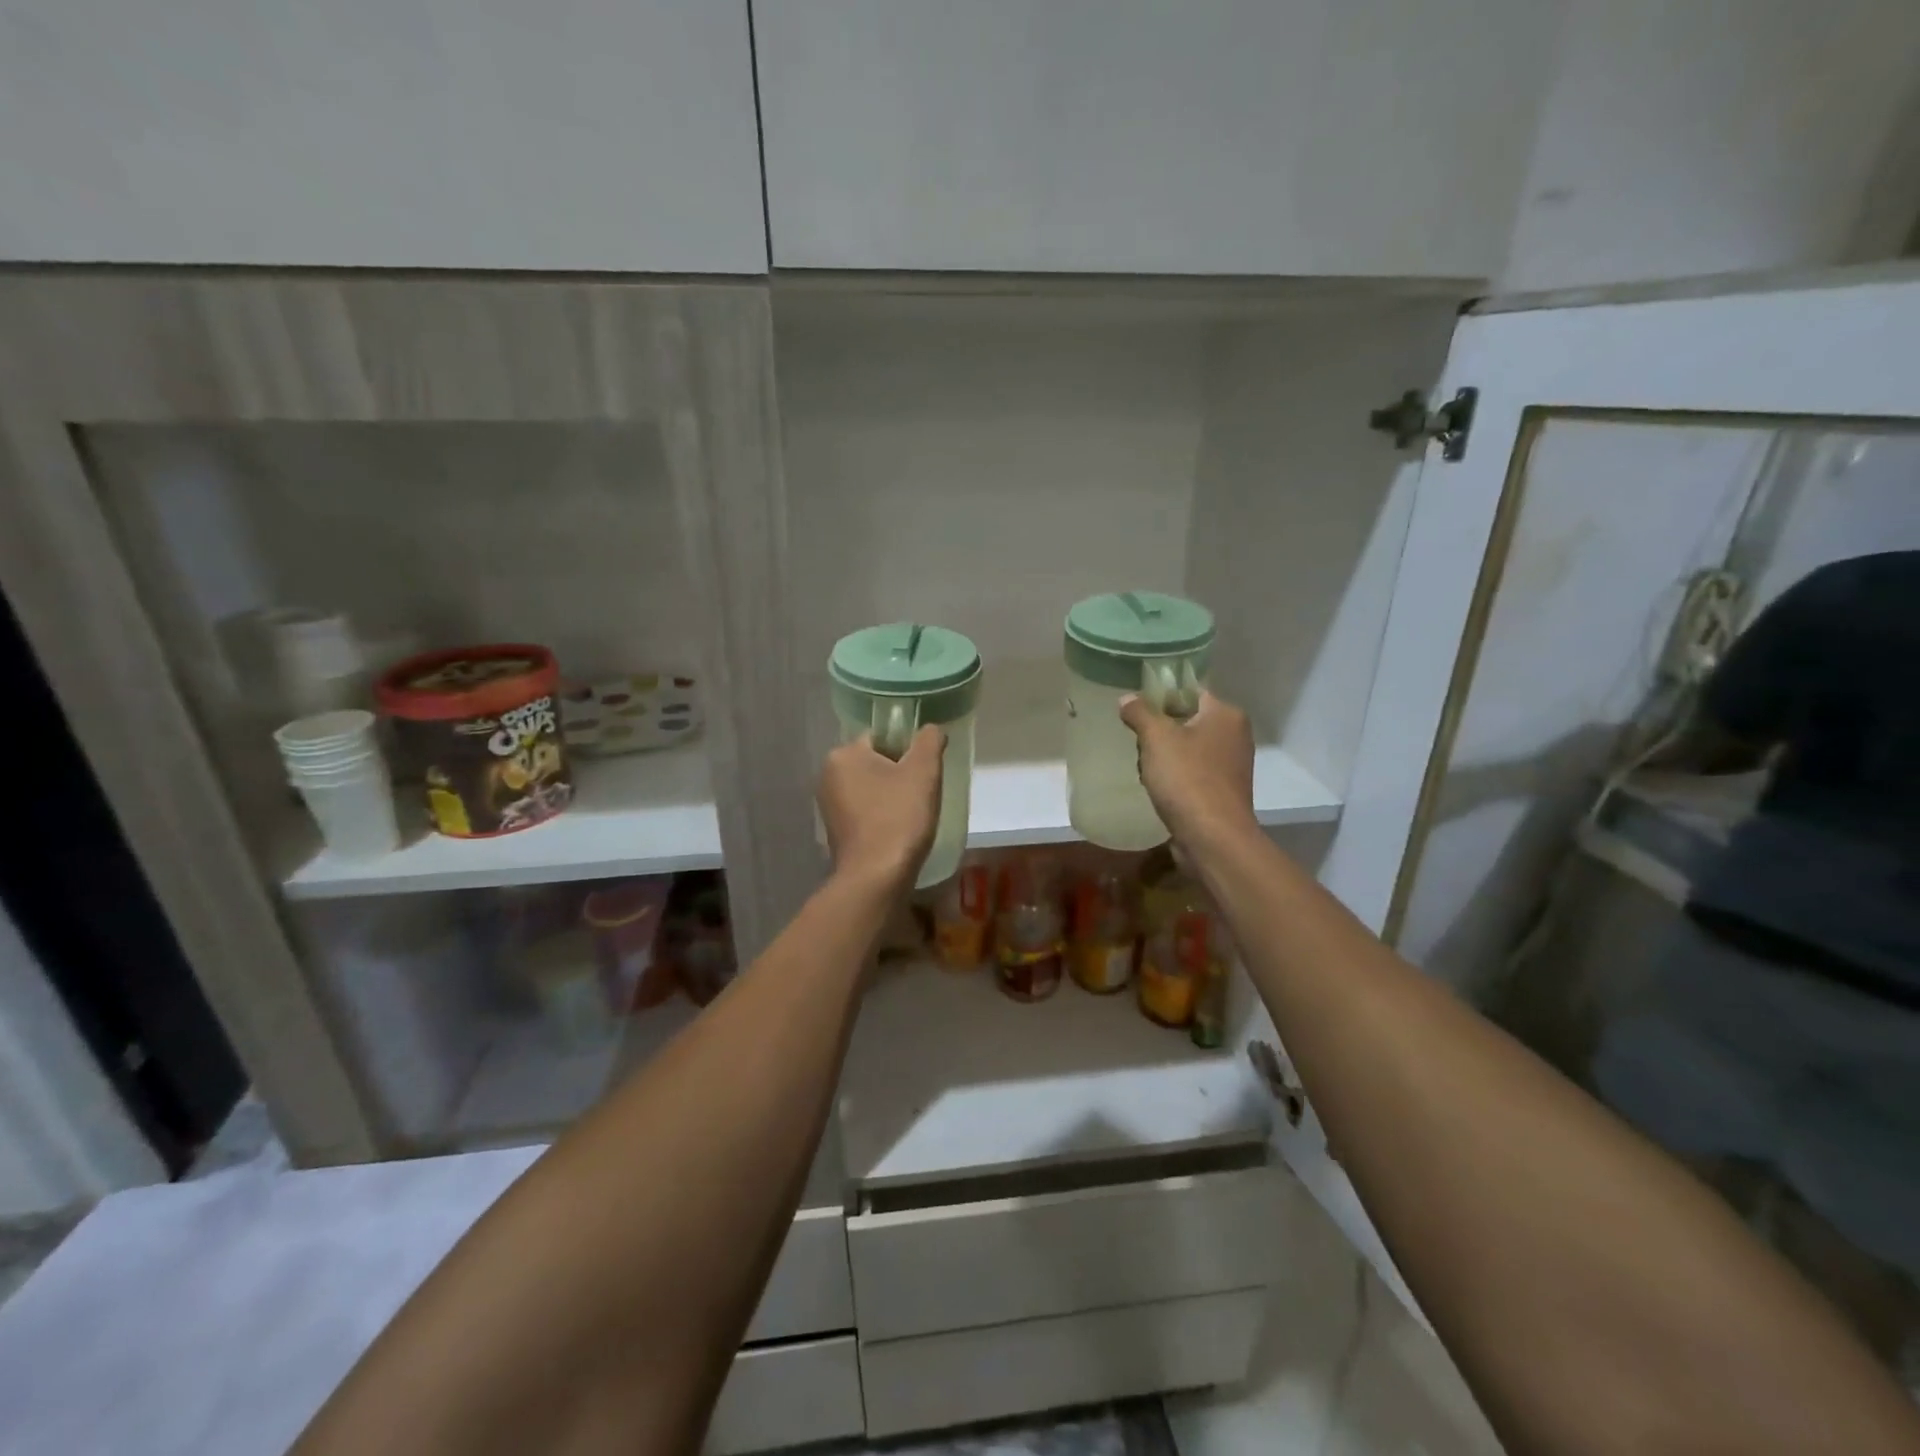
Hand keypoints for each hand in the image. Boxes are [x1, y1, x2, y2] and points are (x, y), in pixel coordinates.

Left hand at [818, 726, 944, 888]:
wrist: (876, 878)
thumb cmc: (899, 818)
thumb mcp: (924, 771)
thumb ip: (929, 741)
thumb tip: (932, 729)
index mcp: (843, 754)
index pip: (882, 737)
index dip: (908, 751)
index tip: (924, 772)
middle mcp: (828, 775)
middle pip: (876, 762)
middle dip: (900, 774)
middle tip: (923, 793)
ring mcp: (829, 806)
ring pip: (871, 788)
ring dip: (892, 796)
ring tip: (913, 815)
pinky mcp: (835, 831)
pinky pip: (865, 811)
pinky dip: (882, 815)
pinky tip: (899, 831)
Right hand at [1119, 690, 1256, 848]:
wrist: (1212, 837)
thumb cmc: (1187, 778)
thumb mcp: (1156, 738)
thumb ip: (1140, 712)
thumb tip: (1127, 698)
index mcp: (1226, 714)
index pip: (1190, 692)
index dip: (1161, 697)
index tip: (1136, 710)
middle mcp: (1235, 736)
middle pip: (1186, 721)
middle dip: (1158, 733)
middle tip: (1140, 745)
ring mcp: (1231, 766)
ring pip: (1186, 749)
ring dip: (1163, 758)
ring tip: (1146, 771)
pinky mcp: (1222, 792)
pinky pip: (1192, 774)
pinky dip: (1174, 779)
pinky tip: (1158, 790)